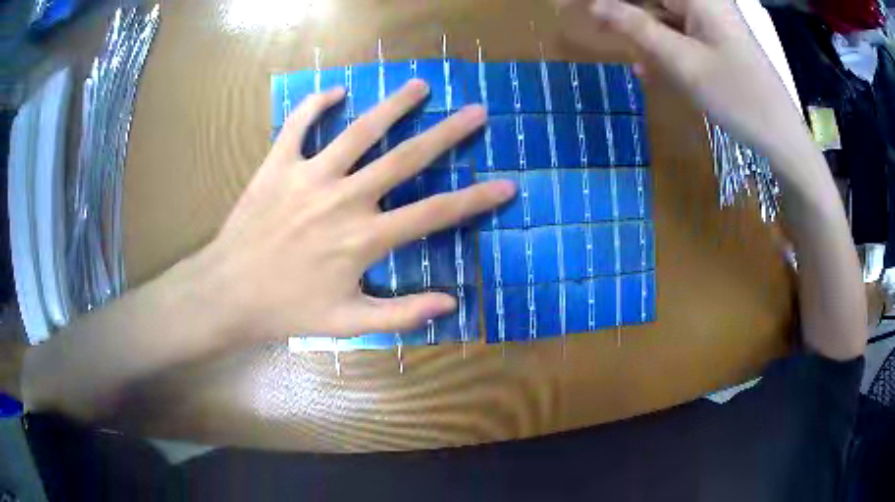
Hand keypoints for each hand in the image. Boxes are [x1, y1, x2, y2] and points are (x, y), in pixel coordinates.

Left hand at [190, 79, 514, 340]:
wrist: (229, 293)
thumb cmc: (288, 310)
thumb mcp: (349, 324)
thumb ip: (401, 314)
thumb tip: (451, 304)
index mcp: (364, 238)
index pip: (435, 214)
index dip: (477, 200)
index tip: (507, 185)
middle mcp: (344, 198)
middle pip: (406, 158)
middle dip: (448, 133)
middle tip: (476, 111)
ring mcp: (309, 176)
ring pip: (359, 131)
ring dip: (393, 105)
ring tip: (420, 86)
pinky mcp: (277, 165)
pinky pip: (298, 125)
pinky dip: (315, 104)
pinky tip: (335, 91)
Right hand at [583, 0, 809, 164]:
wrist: (781, 137)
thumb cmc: (739, 97)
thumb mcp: (684, 62)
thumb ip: (637, 28)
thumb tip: (595, 6)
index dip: (611, 0)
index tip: (578, 8)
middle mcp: (704, 1)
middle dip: (621, 10)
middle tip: (589, 22)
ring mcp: (711, 20)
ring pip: (663, 14)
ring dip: (640, 29)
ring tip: (614, 44)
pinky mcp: (716, 39)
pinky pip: (680, 33)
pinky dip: (662, 45)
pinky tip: (647, 67)